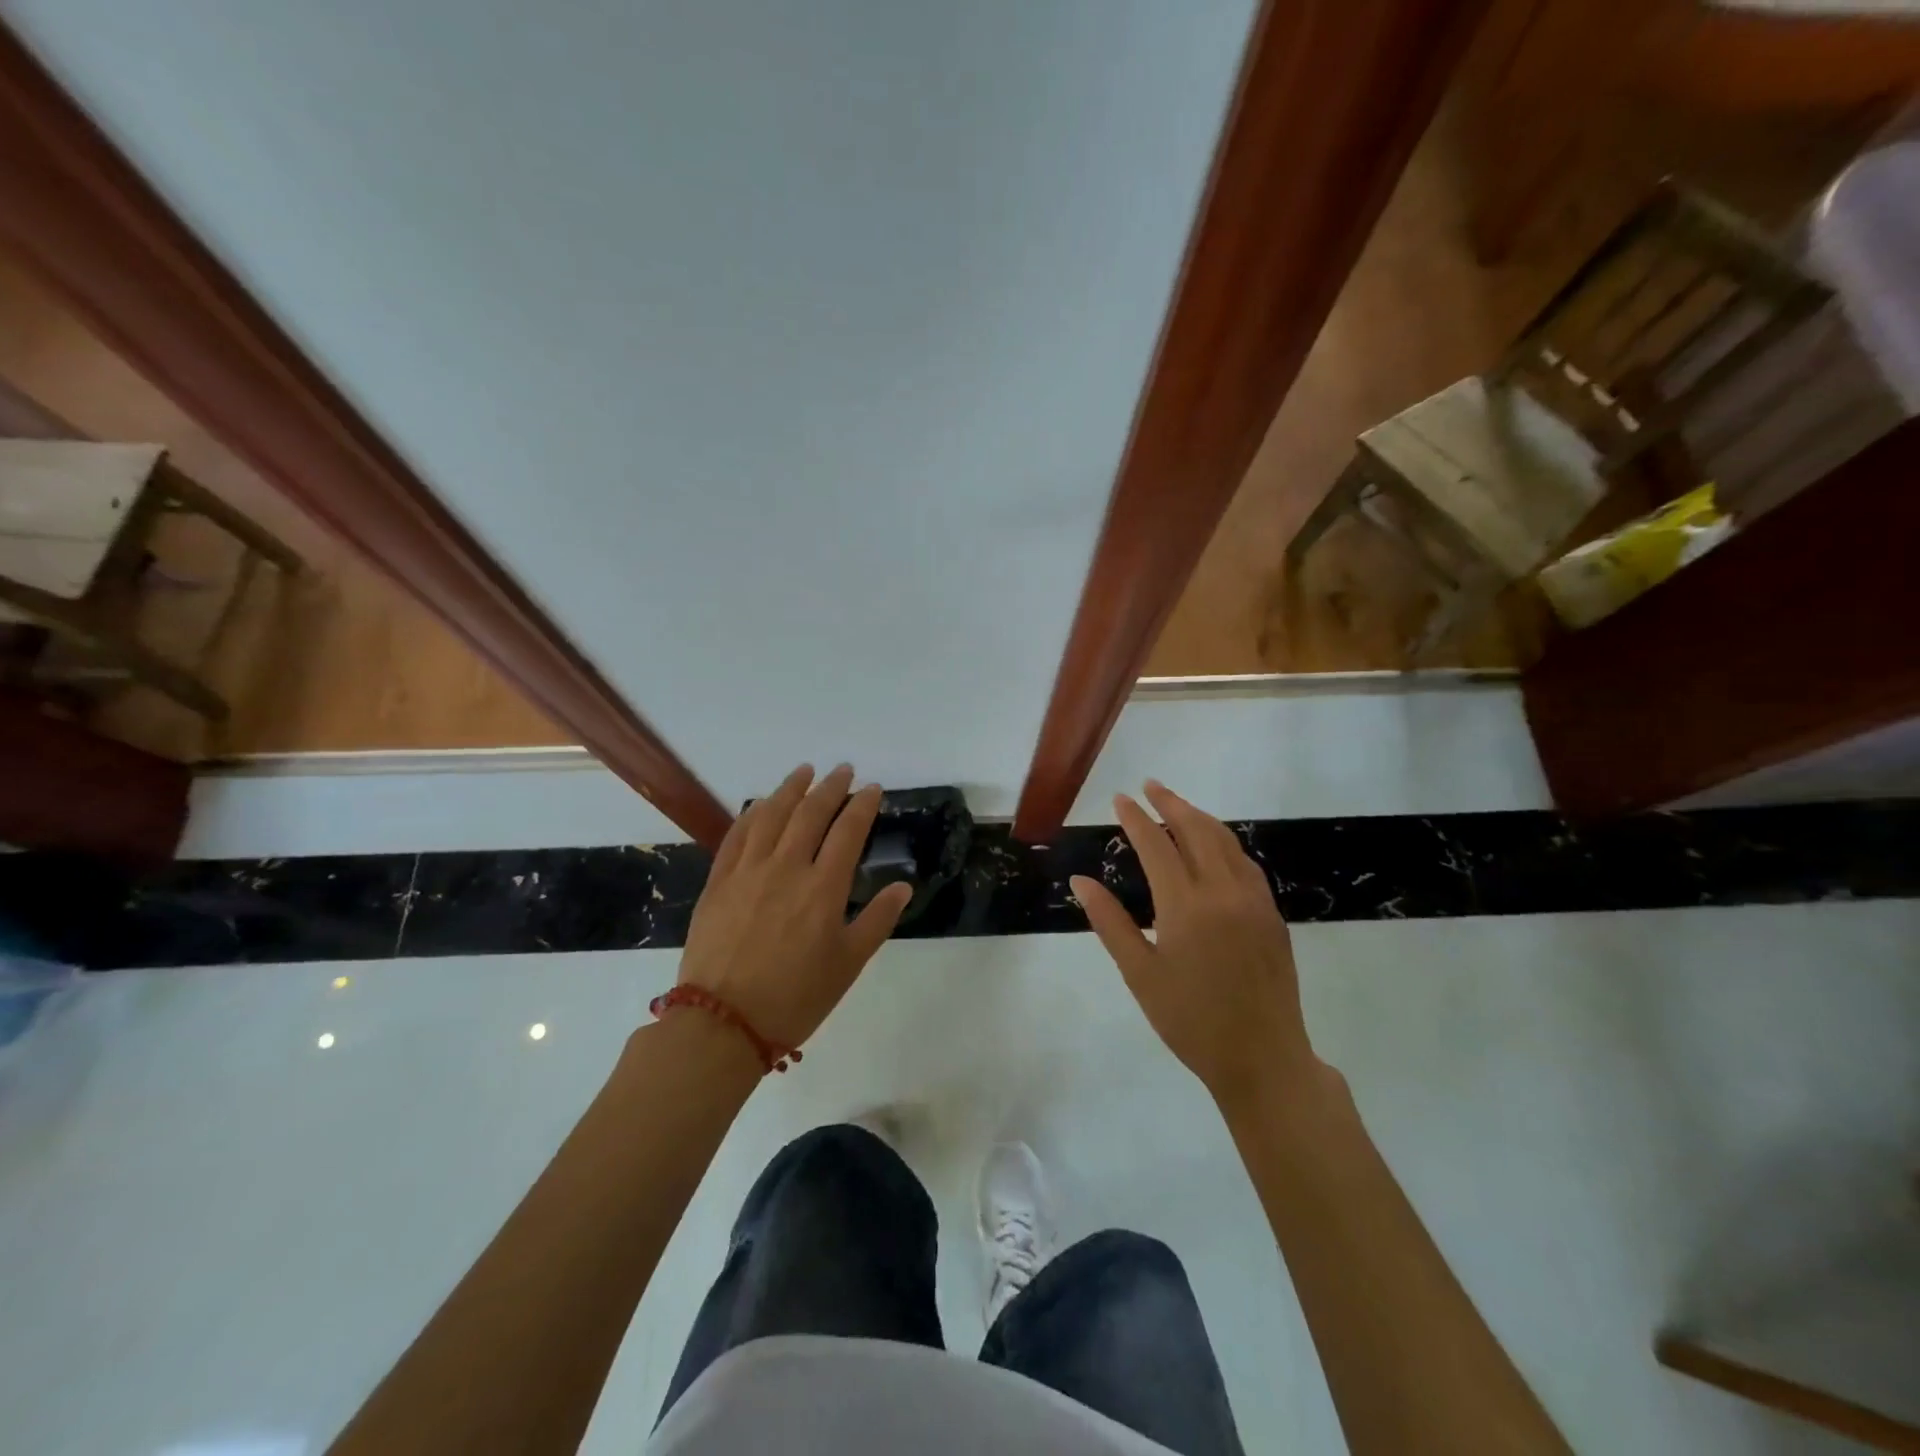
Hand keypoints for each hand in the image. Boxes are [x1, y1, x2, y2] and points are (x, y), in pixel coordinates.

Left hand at [678, 764, 911, 1050]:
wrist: (722, 1023)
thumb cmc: (795, 998)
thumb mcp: (848, 965)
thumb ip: (877, 921)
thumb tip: (903, 886)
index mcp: (823, 888)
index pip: (848, 831)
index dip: (862, 805)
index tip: (871, 788)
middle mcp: (787, 868)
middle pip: (810, 813)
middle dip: (830, 787)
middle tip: (842, 771)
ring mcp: (748, 871)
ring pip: (772, 815)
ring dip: (791, 788)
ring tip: (805, 772)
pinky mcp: (719, 881)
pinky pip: (737, 835)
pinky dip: (753, 813)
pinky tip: (761, 805)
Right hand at [1071, 781, 1314, 1110]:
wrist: (1263, 1058)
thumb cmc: (1190, 1021)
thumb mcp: (1140, 974)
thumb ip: (1110, 922)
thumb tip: (1080, 881)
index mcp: (1186, 906)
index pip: (1156, 846)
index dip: (1135, 819)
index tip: (1120, 799)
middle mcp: (1223, 892)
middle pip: (1196, 830)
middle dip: (1170, 803)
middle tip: (1149, 785)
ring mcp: (1254, 900)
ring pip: (1226, 841)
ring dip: (1199, 817)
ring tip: (1176, 805)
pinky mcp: (1271, 914)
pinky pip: (1245, 862)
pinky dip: (1224, 842)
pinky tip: (1213, 845)